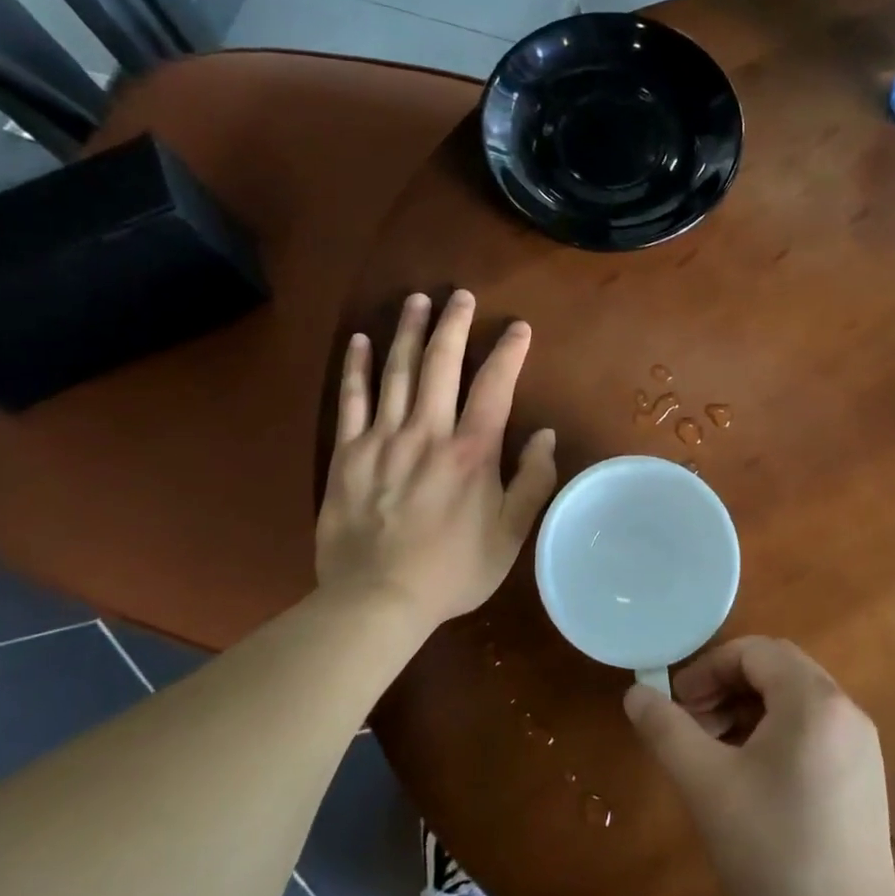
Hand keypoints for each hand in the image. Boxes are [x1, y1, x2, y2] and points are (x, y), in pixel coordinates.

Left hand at [316, 290, 557, 632]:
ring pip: (397, 372)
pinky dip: (357, 368)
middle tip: (459, 295)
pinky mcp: (348, 453)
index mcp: (471, 452)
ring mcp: (383, 439)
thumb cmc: (452, 571)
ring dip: (408, 332)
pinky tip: (360, 341)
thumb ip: (533, 482)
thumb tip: (546, 435)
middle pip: (441, 364)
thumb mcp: (510, 535)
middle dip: (453, 324)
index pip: (495, 386)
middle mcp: (428, 432)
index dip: (508, 351)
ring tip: (416, 300)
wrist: (377, 600)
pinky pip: (352, 400)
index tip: (518, 327)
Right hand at [623, 637, 894, 895]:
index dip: (708, 668)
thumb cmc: (772, 854)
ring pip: (795, 700)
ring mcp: (861, 746)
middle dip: (726, 686)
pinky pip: (814, 730)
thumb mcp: (706, 785)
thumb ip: (666, 729)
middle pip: (777, 670)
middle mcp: (846, 711)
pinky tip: (751, 776)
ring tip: (713, 750)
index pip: (755, 651)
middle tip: (691, 722)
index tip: (676, 702)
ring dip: (748, 709)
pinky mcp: (864, 778)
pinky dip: (775, 733)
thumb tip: (635, 692)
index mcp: (814, 701)